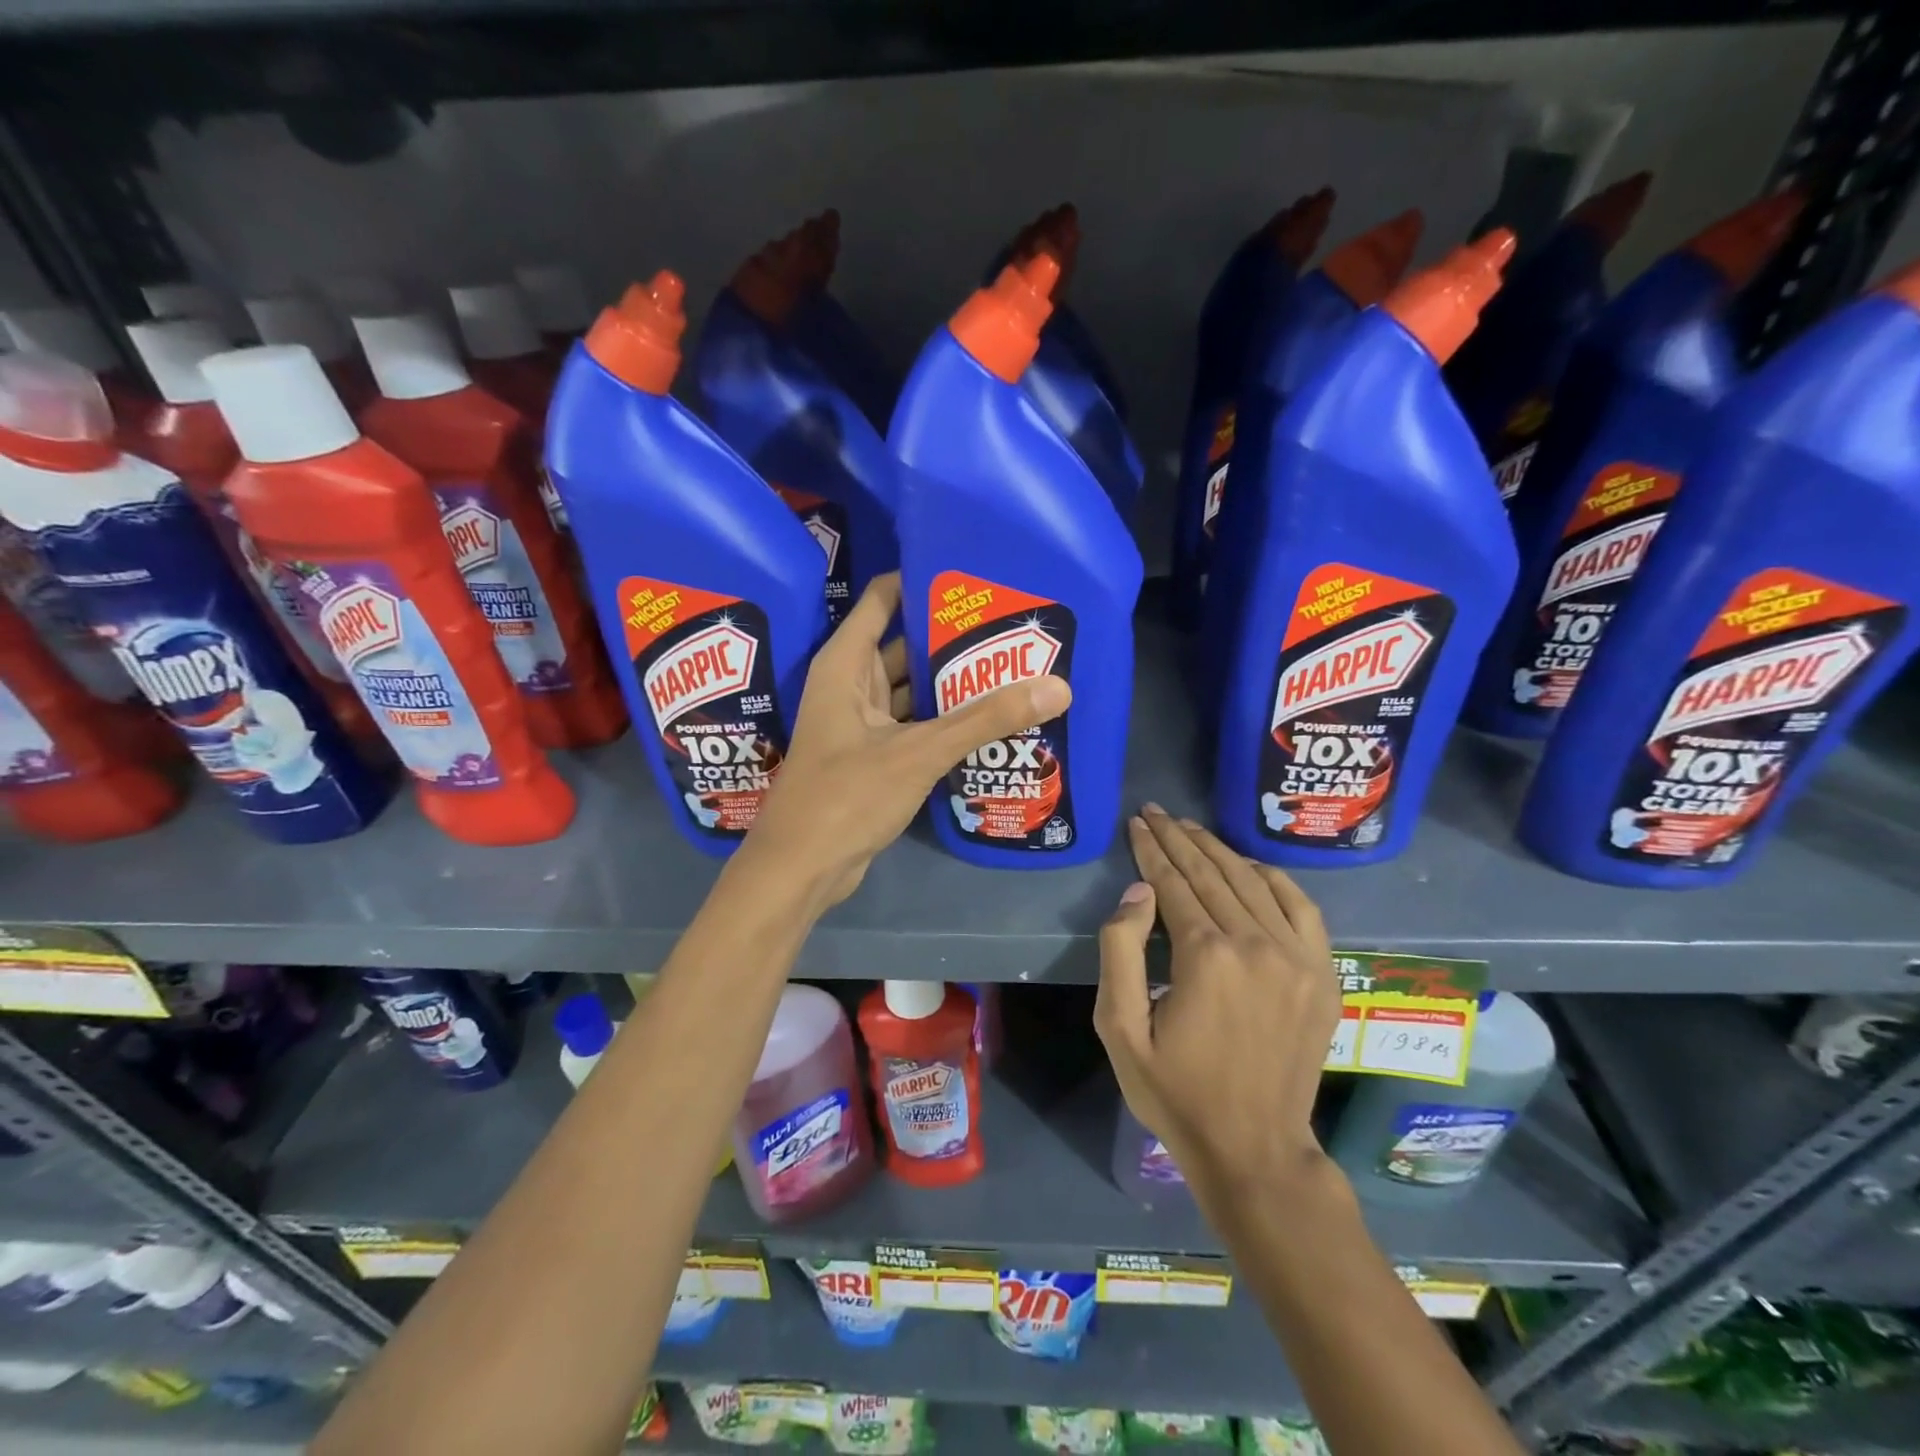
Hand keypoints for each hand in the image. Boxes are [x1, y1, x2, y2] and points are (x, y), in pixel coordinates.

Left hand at [744, 573, 1070, 908]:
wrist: (802, 869)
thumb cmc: (846, 796)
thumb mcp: (919, 751)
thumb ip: (985, 719)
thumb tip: (1057, 687)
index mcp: (846, 664)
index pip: (883, 599)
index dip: (922, 580)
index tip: (974, 574)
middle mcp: (851, 685)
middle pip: (905, 644)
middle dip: (952, 636)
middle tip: (1012, 625)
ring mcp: (861, 723)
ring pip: (912, 689)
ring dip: (951, 682)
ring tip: (1012, 666)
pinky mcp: (874, 757)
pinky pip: (914, 724)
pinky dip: (944, 720)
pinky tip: (988, 719)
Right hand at [1095, 804, 1340, 1201]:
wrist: (1254, 1149)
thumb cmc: (1175, 1091)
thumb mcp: (1120, 1029)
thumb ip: (1120, 951)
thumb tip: (1139, 891)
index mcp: (1206, 956)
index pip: (1172, 883)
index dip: (1151, 849)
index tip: (1136, 823)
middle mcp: (1256, 944)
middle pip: (1211, 874)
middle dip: (1178, 838)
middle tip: (1155, 812)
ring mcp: (1297, 958)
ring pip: (1252, 882)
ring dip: (1218, 849)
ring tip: (1190, 828)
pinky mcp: (1322, 975)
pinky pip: (1301, 908)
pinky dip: (1274, 878)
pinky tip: (1250, 864)